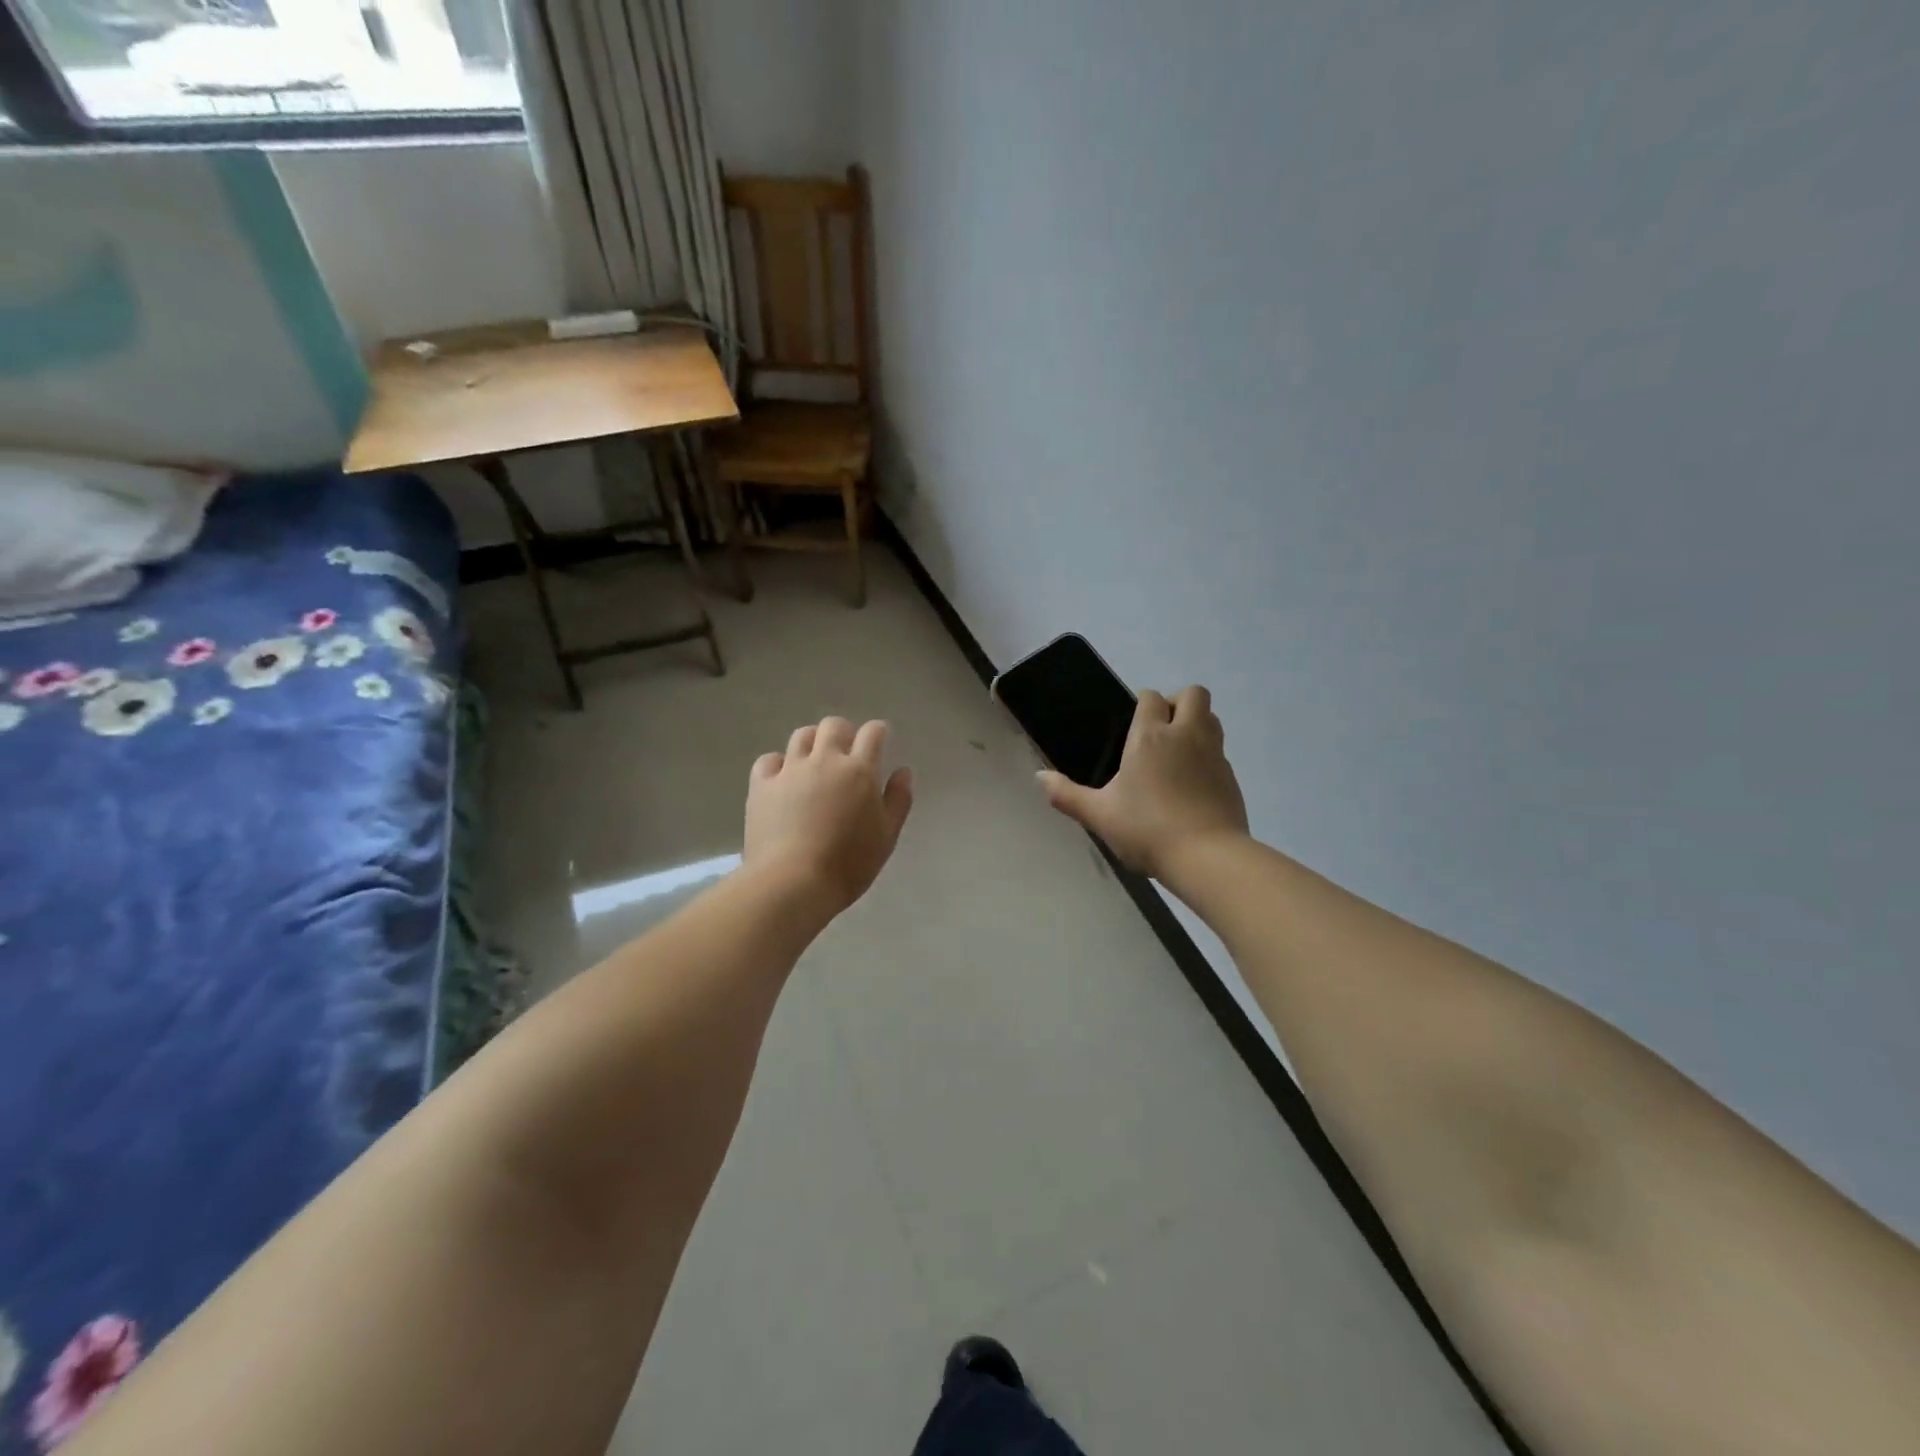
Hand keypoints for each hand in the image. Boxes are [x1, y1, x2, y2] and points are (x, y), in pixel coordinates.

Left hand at [745, 717, 913, 914]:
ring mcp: (790, 770)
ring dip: (812, 742)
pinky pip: (769, 760)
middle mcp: (824, 760)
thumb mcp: (887, 836)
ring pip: (801, 736)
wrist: (793, 883)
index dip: (878, 732)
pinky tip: (782, 779)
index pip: (872, 733)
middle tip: (846, 752)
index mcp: (859, 771)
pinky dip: (778, 764)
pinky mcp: (761, 785)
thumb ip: (898, 800)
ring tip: (814, 761)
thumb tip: (903, 772)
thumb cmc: (849, 864)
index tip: (880, 739)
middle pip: (833, 726)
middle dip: (844, 733)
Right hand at [1038, 687, 1248, 879]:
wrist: (1207, 857)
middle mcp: (1186, 735)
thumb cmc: (1147, 830)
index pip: (1151, 697)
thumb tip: (1039, 777)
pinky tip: (1192, 786)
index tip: (1134, 725)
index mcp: (1150, 737)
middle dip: (1178, 702)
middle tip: (1161, 730)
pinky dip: (1207, 758)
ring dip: (1197, 724)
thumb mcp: (1099, 815)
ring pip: (1212, 718)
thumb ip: (1067, 795)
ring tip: (1177, 753)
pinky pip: (1220, 752)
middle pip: (1194, 694)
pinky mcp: (1231, 778)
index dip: (1144, 704)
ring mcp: (1214, 755)